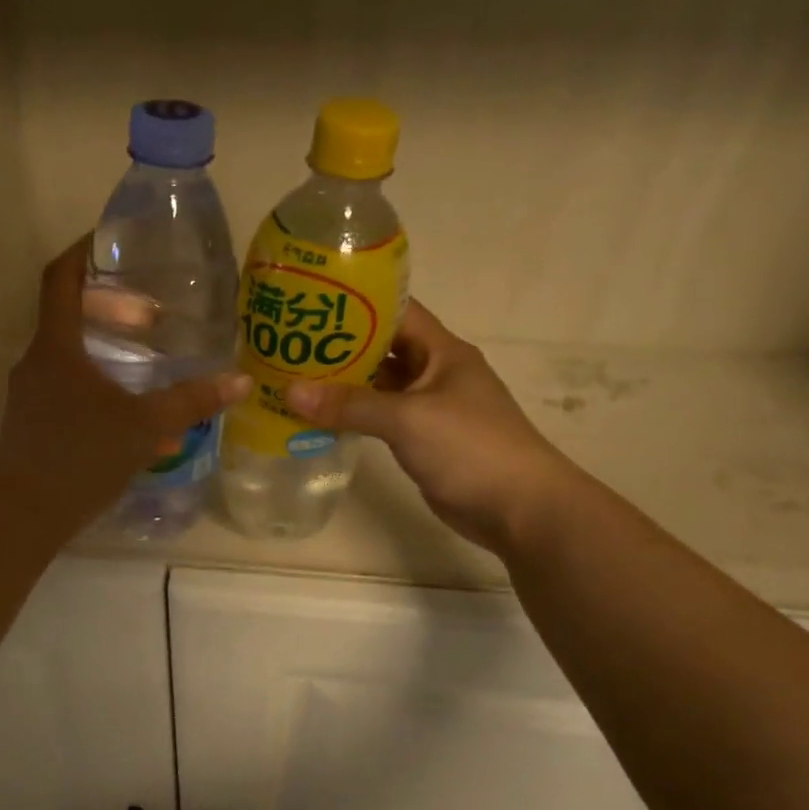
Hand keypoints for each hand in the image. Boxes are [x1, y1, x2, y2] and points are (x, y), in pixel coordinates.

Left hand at [0, 237, 249, 532]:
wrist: (23, 514)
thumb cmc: (81, 458)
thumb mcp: (144, 427)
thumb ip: (190, 402)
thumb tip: (240, 380)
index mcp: (56, 346)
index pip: (61, 278)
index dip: (84, 252)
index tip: (113, 242)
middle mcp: (36, 362)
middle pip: (69, 316)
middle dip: (110, 311)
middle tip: (150, 318)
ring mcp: (29, 395)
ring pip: (70, 358)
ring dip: (107, 354)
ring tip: (147, 366)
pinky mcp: (30, 424)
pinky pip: (67, 391)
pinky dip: (98, 390)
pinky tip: (129, 418)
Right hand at [285, 301, 575, 552]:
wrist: (519, 507)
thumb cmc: (470, 448)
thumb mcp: (407, 419)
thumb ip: (350, 405)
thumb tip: (290, 391)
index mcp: (442, 351)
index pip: (397, 311)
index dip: (357, 304)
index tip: (312, 302)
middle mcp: (436, 373)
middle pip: (383, 348)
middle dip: (341, 346)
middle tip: (290, 343)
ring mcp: (430, 408)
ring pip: (380, 386)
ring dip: (344, 384)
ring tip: (295, 377)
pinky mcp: (423, 440)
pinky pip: (381, 418)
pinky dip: (354, 417)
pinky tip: (320, 418)